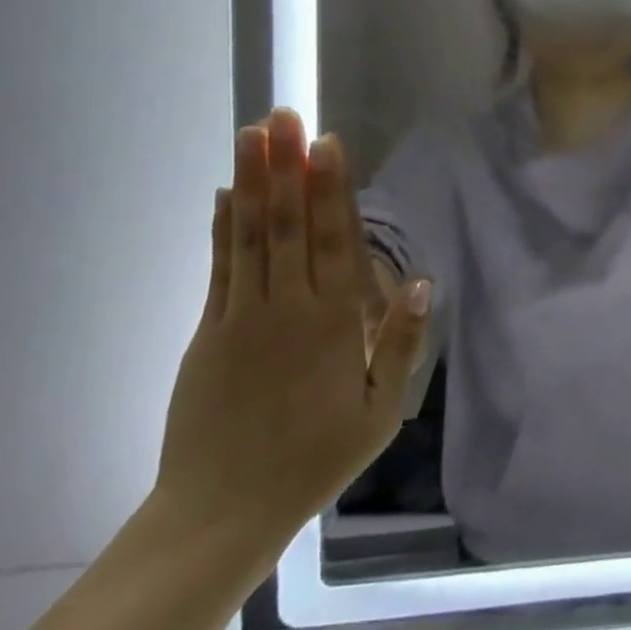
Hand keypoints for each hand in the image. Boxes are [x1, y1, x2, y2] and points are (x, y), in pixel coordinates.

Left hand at [153, 110, 431, 549]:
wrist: (221, 513)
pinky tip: (227, 194)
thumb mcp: (380, 410)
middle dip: (287, 167)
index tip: (325, 144)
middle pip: (290, 225)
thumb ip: (401, 342)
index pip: (335, 241)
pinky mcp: (209, 334)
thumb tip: (421, 279)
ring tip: (251, 136)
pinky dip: (224, 228)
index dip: (330, 189)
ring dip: (253, 182)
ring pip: (252, 237)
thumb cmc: (315, 458)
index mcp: (333, 324)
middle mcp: (288, 308)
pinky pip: (220, 269)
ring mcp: (242, 318)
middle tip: (283, 116)